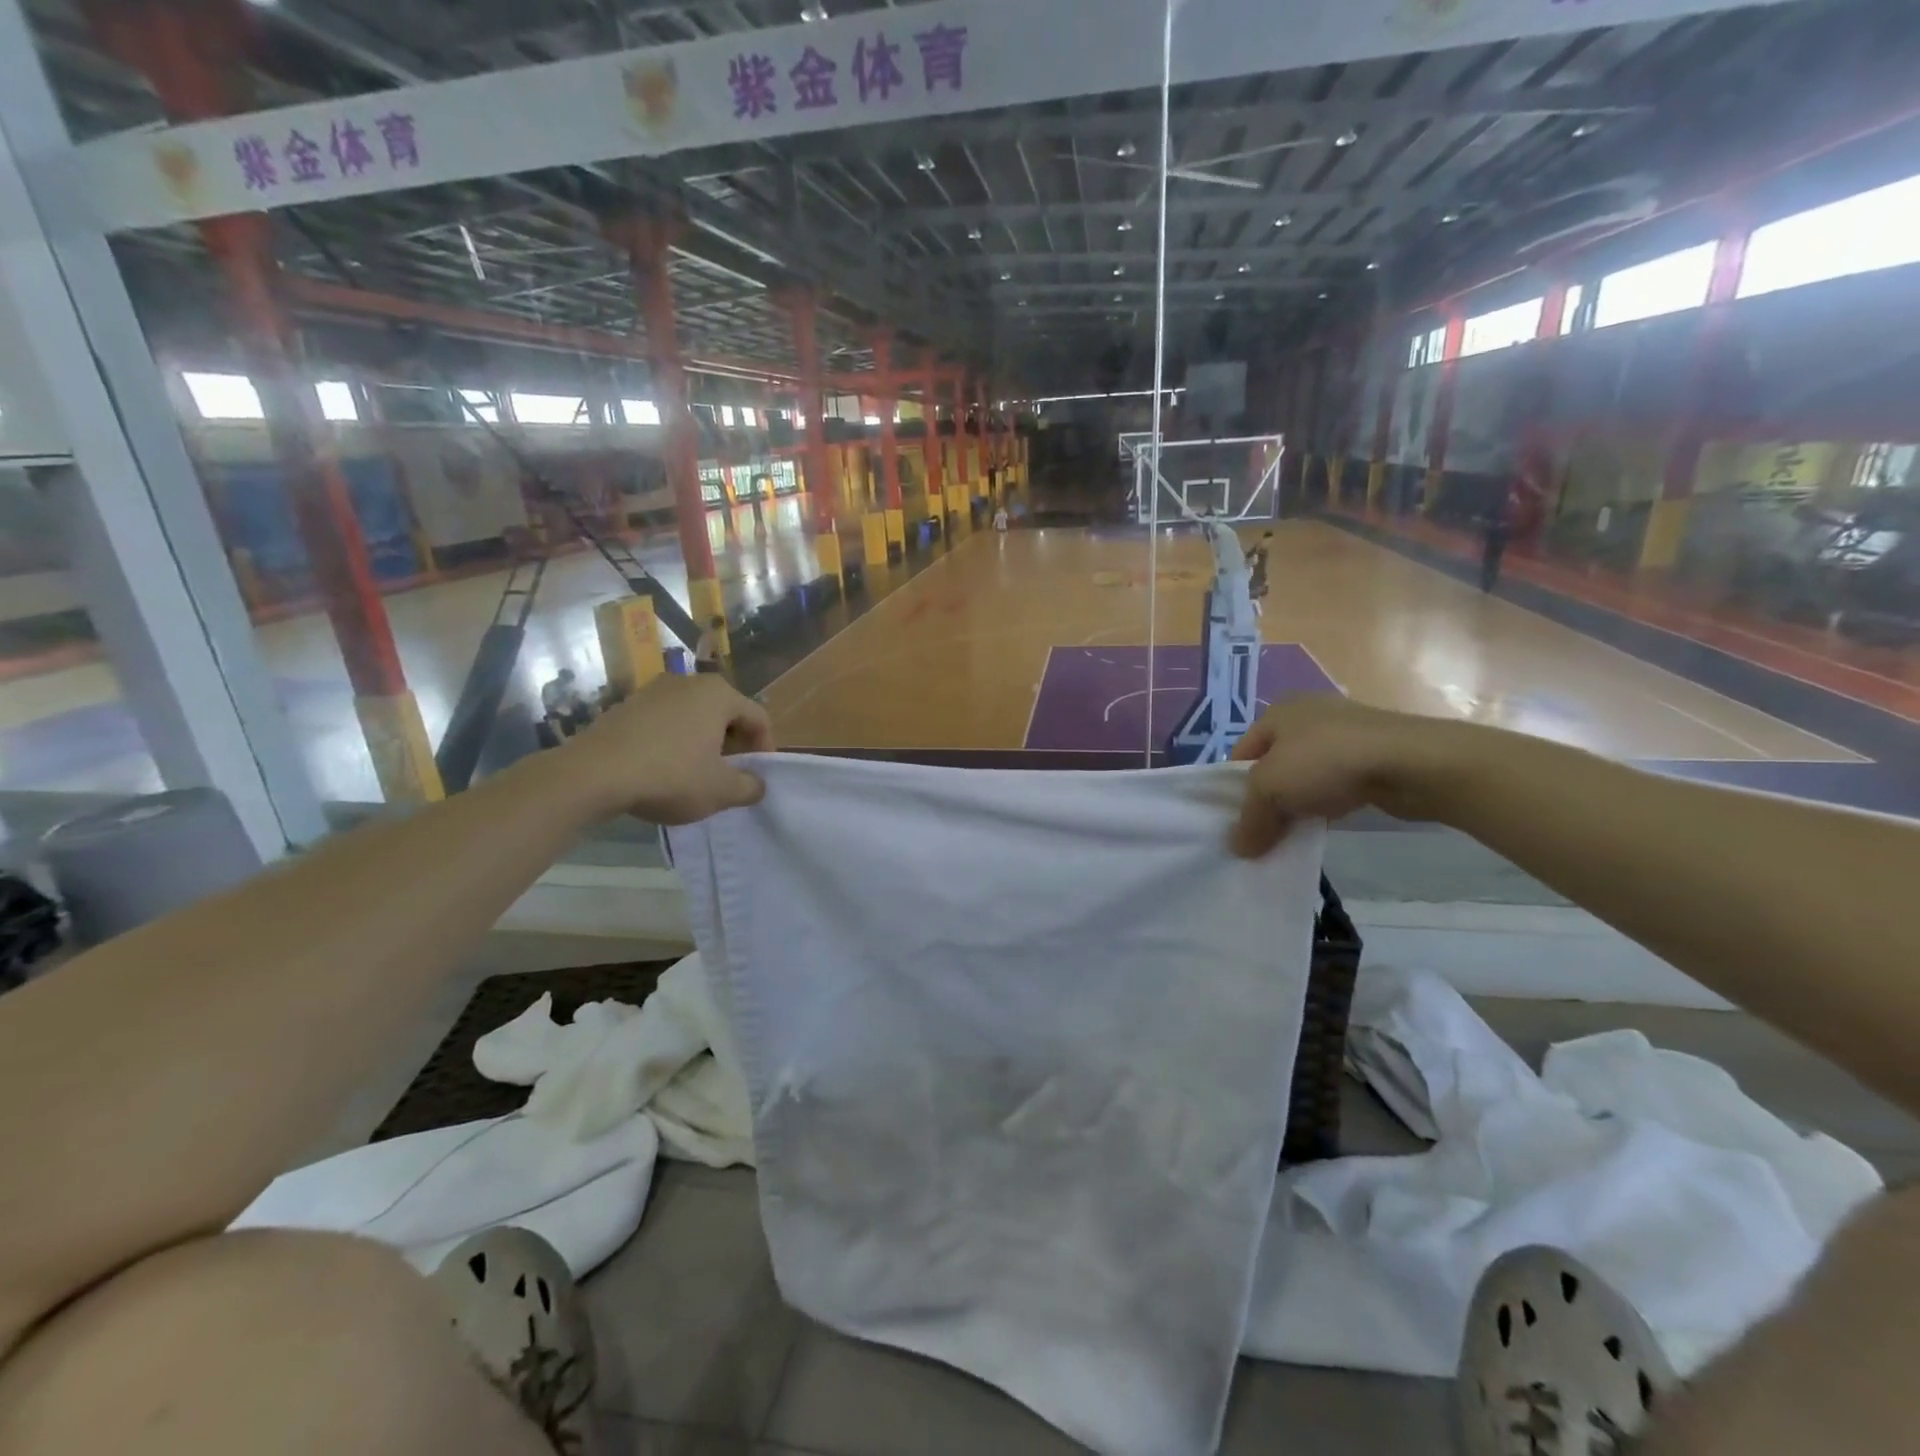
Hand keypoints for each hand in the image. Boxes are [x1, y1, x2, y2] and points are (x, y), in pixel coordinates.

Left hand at [563, 673, 773, 823]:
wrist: (592, 774)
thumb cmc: (670, 776)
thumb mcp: (721, 790)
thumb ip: (750, 786)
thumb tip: (757, 784)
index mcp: (719, 694)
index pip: (758, 717)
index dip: (764, 748)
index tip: (757, 776)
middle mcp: (688, 682)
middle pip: (725, 713)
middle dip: (733, 745)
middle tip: (729, 776)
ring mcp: (653, 691)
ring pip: (694, 717)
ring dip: (703, 743)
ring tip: (696, 774)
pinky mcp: (626, 706)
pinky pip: (665, 722)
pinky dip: (673, 742)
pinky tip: (663, 769)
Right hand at [1228, 696, 1454, 856]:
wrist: (1410, 762)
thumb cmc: (1325, 762)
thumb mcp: (1270, 790)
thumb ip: (1249, 819)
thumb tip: (1237, 848)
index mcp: (1277, 712)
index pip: (1241, 754)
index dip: (1234, 789)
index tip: (1237, 823)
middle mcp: (1308, 715)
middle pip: (1274, 766)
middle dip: (1267, 800)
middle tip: (1262, 833)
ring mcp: (1344, 733)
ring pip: (1306, 776)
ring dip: (1298, 804)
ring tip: (1294, 832)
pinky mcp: (1373, 754)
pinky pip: (1336, 783)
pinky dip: (1328, 802)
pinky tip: (1328, 822)